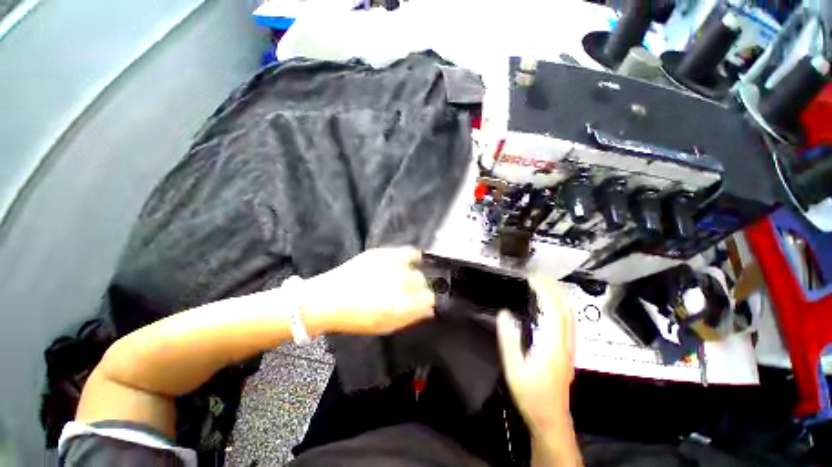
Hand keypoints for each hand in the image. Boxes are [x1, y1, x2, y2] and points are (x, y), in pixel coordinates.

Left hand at [301, 247, 435, 334]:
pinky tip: (414, 259)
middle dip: (421, 288)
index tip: (425, 302)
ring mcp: (390, 264)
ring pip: (416, 266)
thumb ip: (410, 317)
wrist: (326, 299)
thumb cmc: (356, 318)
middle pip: (422, 281)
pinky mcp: (382, 253)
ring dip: (416, 273)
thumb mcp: (385, 325)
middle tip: (412, 292)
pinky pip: (407, 251)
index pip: (428, 298)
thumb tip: (429, 309)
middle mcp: (398, 282)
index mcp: (400, 304)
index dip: (428, 301)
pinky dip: (413, 256)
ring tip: (409, 278)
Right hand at [497, 275, 574, 434]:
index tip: (532, 277)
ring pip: (569, 315)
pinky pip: (567, 322)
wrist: (550, 417)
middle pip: (565, 308)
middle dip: (553, 288)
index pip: (553, 309)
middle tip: (538, 275)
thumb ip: (509, 340)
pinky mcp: (567, 351)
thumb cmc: (531, 395)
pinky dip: (559, 307)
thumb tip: (504, 314)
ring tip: (544, 284)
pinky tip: (550, 305)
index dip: (545, 290)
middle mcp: (565, 343)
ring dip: (558, 296)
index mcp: (552, 345)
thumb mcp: (514, 368)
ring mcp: (569, 347)